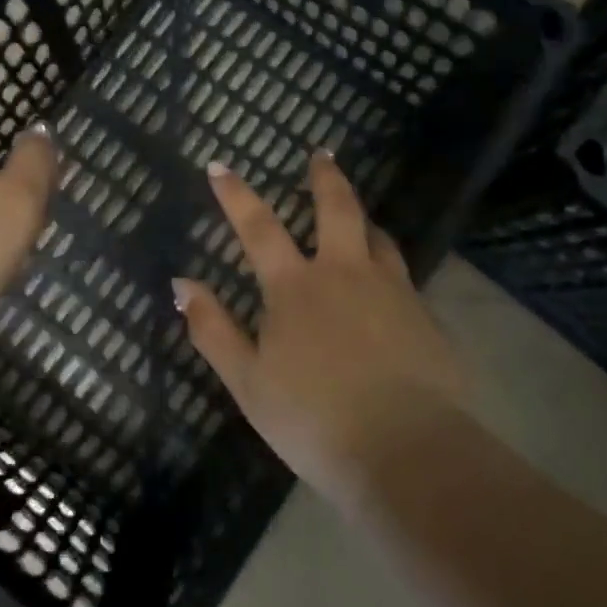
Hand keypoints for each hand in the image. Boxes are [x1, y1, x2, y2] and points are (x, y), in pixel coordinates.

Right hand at [173, 153, 466, 504]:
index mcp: (296, 288)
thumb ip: (214, 330)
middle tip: (322, 154)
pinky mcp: (425, 316)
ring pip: (377, 237)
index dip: (236, 194)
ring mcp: (391, 291)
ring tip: (359, 216)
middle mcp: (345, 274)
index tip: (219, 166)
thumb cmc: (314, 419)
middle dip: (325, 177)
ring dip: (363, 219)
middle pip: (337, 209)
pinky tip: (388, 283)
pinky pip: (402, 275)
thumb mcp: (248, 382)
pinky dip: (387, 265)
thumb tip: (182, 283)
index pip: (258, 227)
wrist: (406, 451)